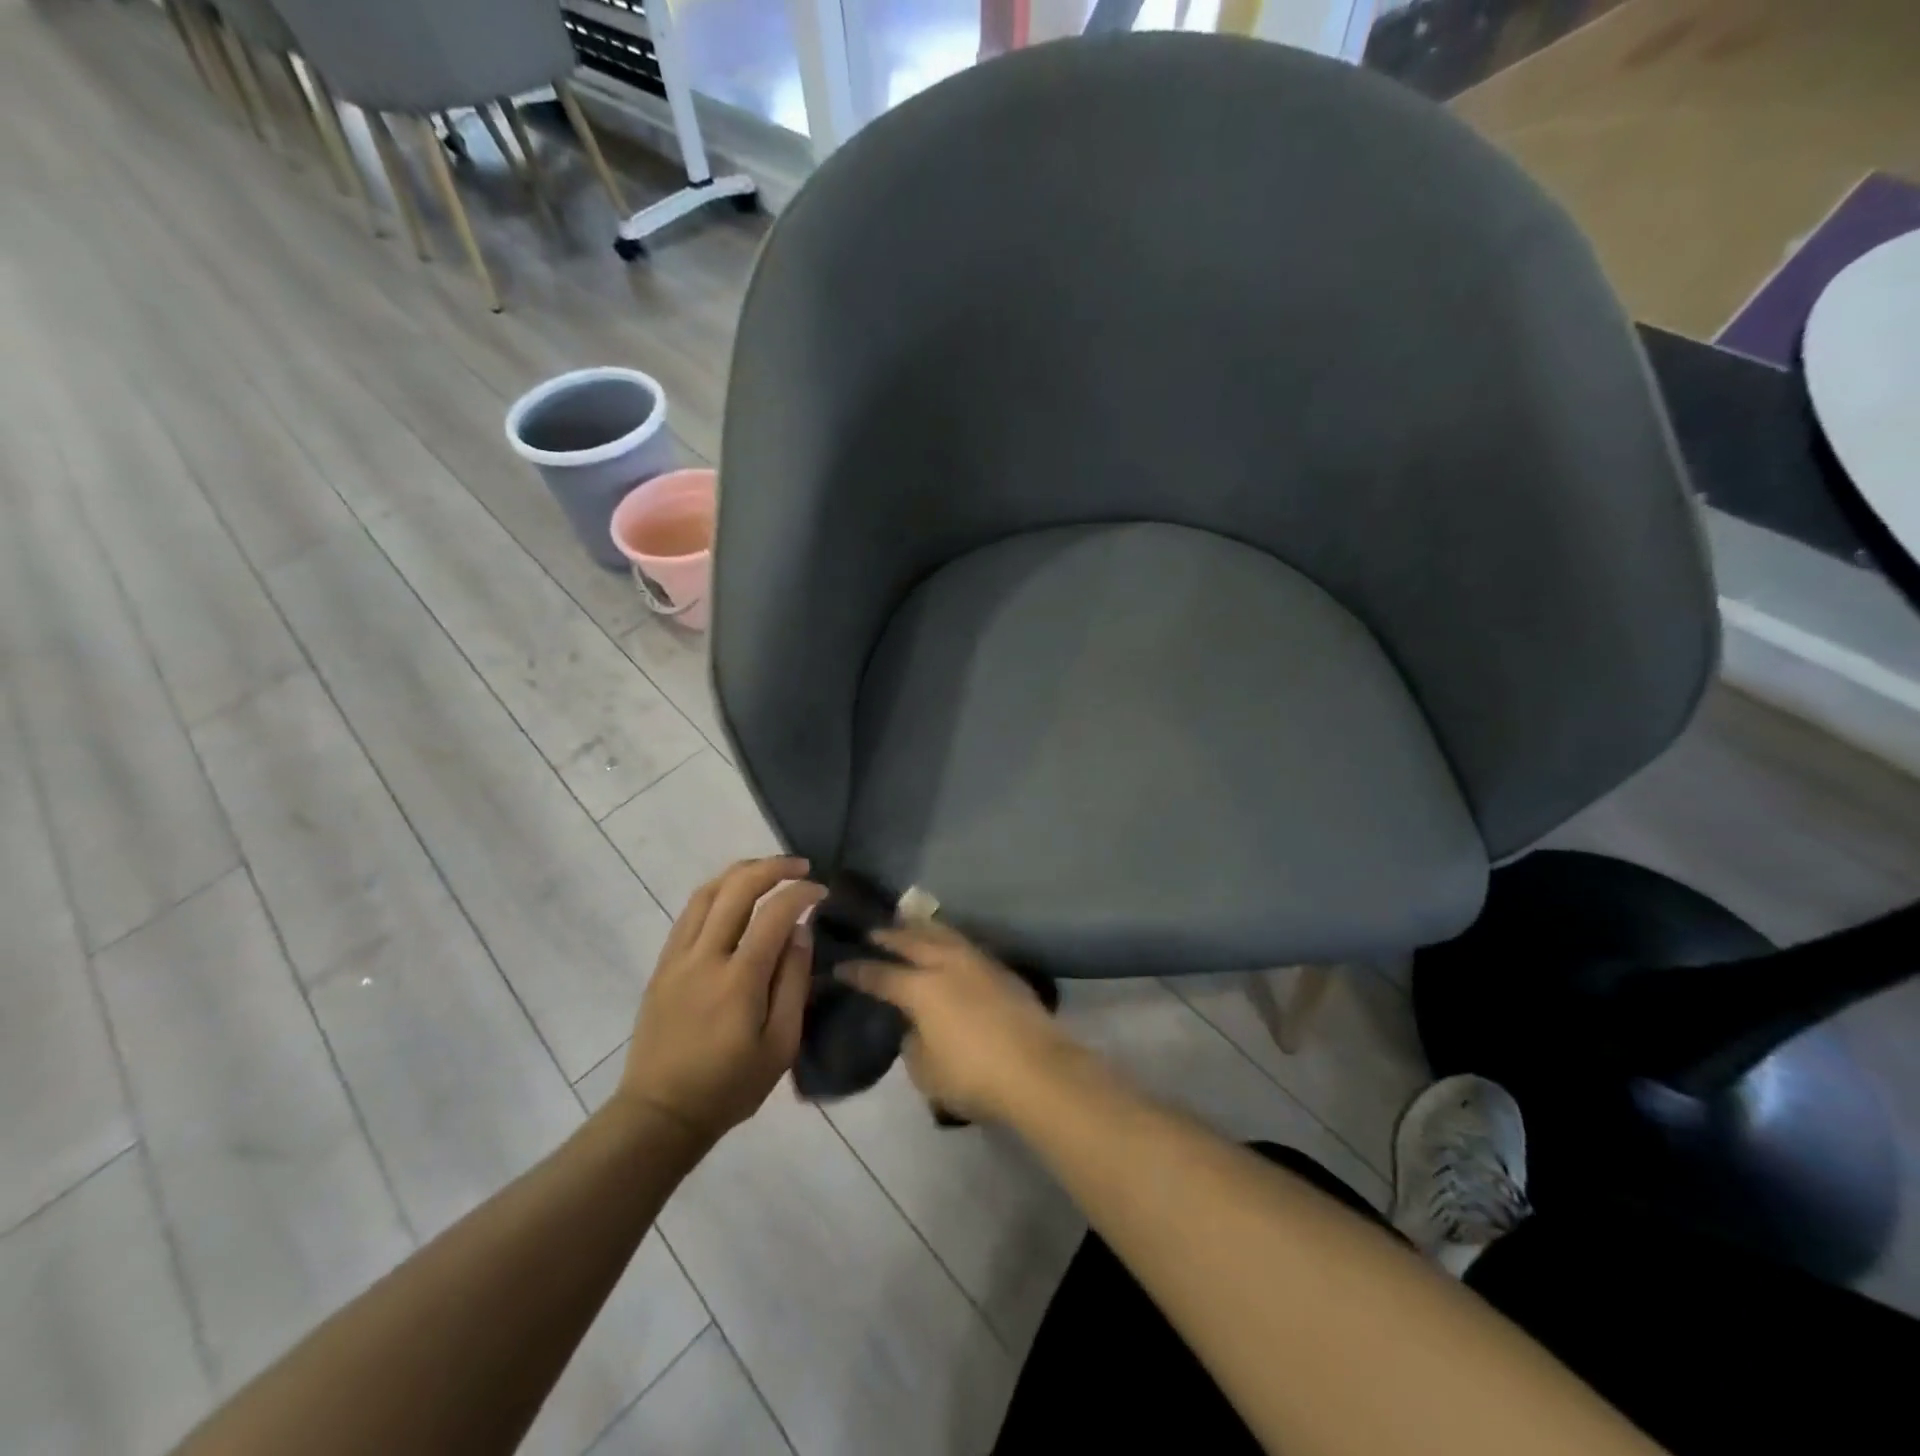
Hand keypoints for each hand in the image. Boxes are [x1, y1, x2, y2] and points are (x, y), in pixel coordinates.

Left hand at [618, 857, 826, 1146]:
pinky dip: (716, 892)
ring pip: (707, 892)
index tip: (822, 893)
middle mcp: (705, 957)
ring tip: (769, 871)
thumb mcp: (780, 1046)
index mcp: (739, 979)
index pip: (774, 914)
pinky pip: (689, 913)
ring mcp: (678, 958)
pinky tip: (733, 896)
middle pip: (737, 888)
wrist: (660, 1113)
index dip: (801, 894)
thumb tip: (800, 932)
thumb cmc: (730, 1086)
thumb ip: (793, 983)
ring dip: (741, 872)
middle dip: (773, 868)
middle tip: (800, 867)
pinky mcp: (663, 965)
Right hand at [840, 922, 1070, 1123]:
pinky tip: (949, 945)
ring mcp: (978, 963)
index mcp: (921, 988)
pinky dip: (949, 940)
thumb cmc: (974, 1076)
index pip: (881, 975)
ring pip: (944, 935)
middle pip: (912, 942)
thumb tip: (916, 1027)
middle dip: (889, 936)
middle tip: (873, 932)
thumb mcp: (926, 1072)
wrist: (1037, 1070)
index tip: (841, 966)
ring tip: (910, 925)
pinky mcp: (1002, 970)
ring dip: (922, 929)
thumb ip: (913, 1043)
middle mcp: (947, 965)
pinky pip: (966, 945)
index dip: (858, 971)